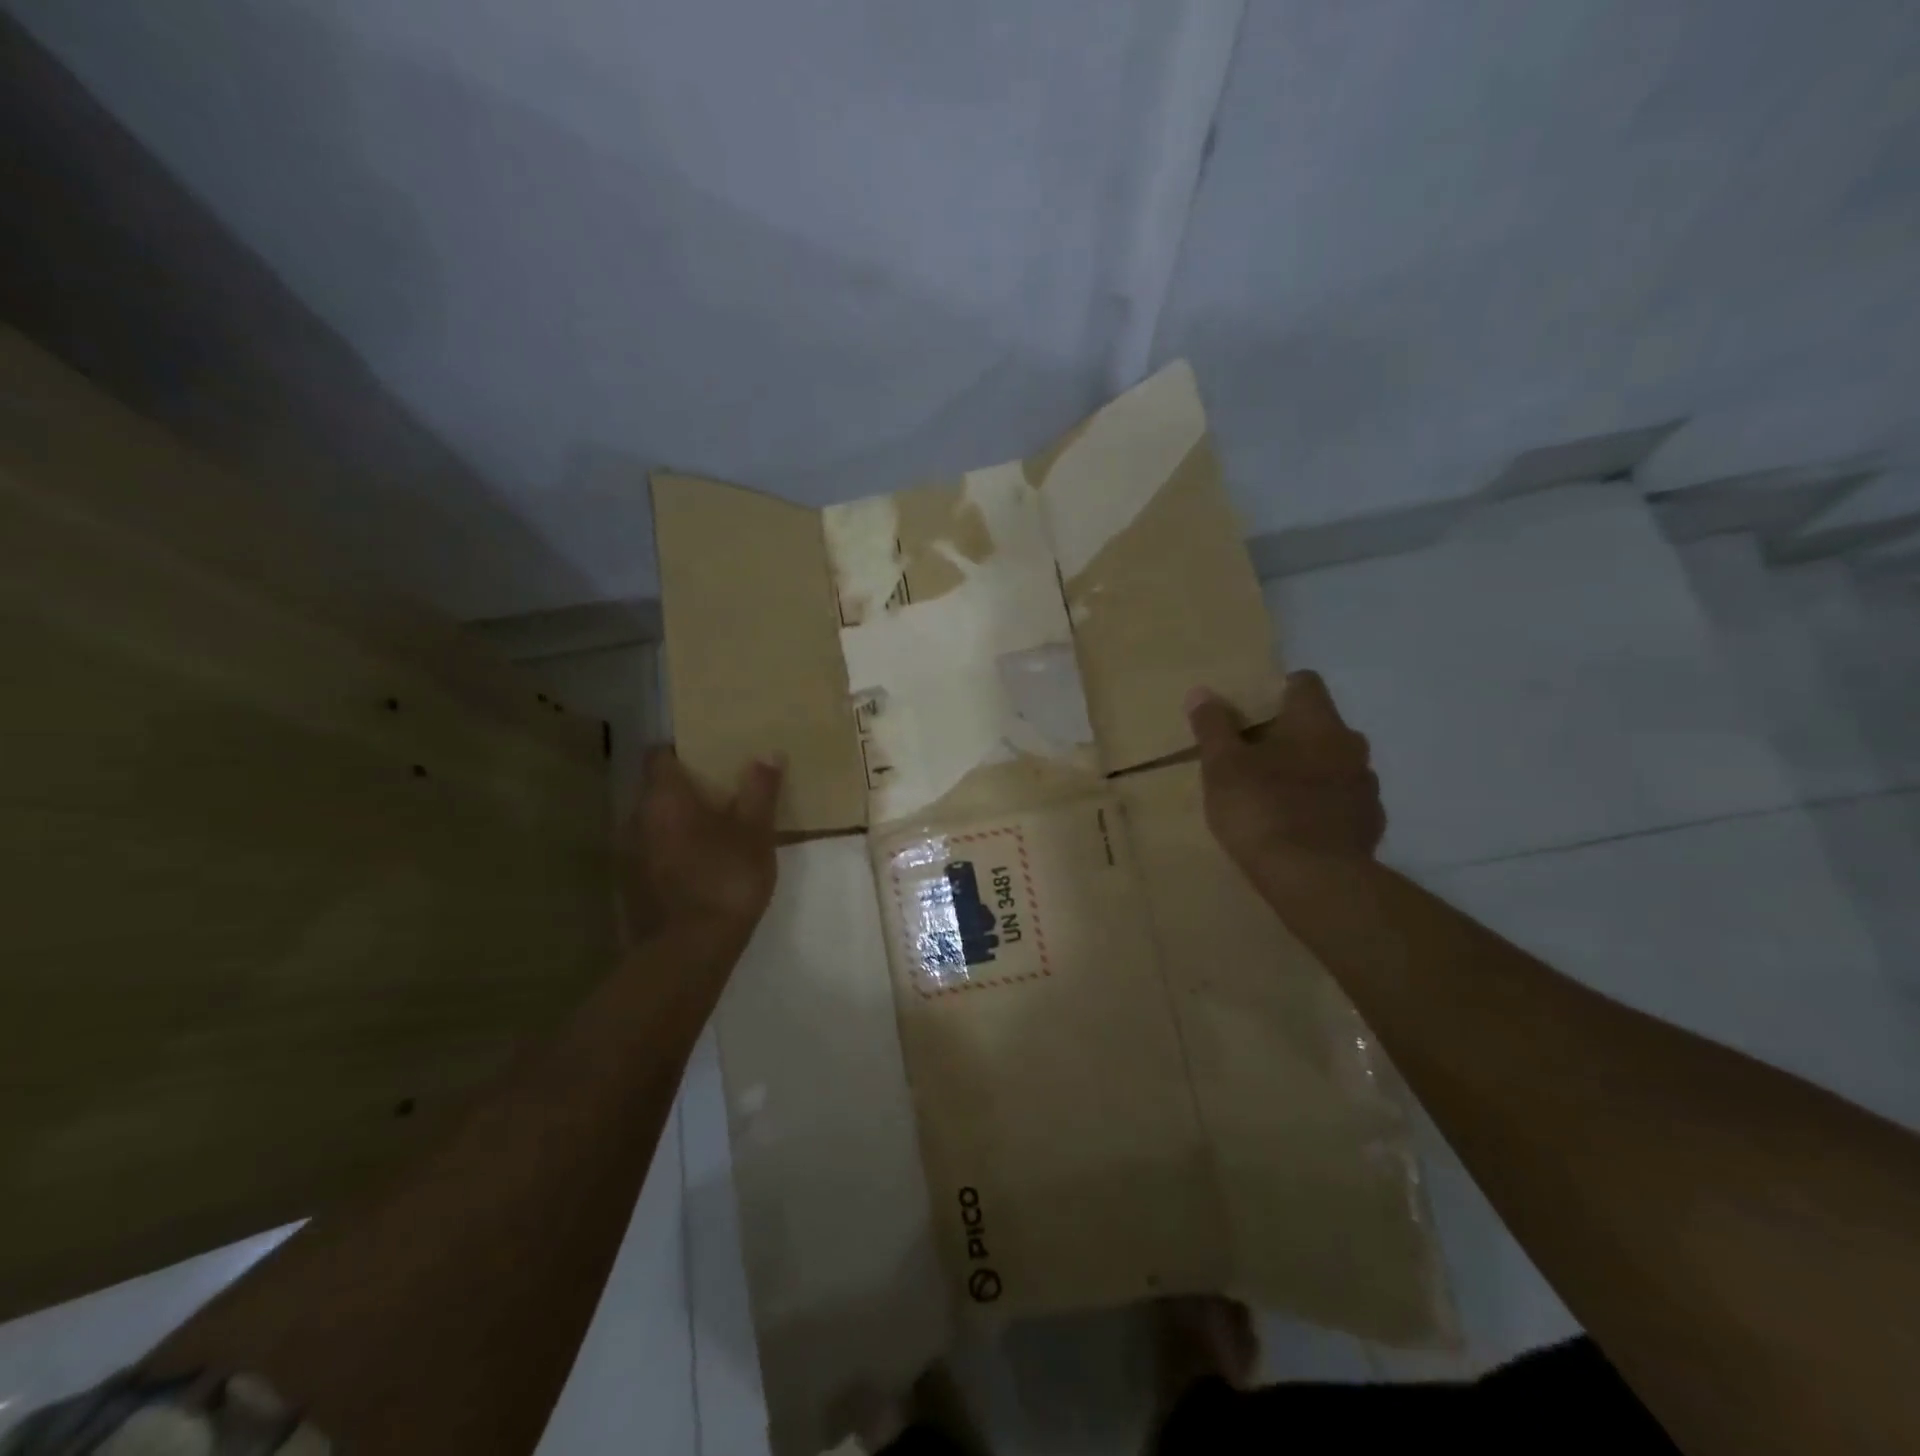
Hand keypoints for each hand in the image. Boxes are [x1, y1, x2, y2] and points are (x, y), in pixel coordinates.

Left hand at [619, 748, 782, 943]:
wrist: (690, 950)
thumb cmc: (726, 878)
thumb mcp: (756, 832)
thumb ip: (760, 790)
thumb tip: (768, 753)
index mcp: (664, 797)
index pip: (659, 756)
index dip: (681, 751)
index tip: (708, 756)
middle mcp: (637, 818)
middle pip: (656, 789)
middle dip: (684, 788)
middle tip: (721, 792)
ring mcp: (628, 854)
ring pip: (653, 823)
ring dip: (676, 822)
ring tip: (713, 829)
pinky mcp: (630, 885)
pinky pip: (652, 852)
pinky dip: (671, 850)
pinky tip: (699, 865)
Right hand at [1185, 671, 1384, 875]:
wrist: (1315, 880)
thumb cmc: (1262, 810)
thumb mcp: (1222, 766)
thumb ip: (1212, 726)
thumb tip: (1201, 692)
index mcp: (1316, 721)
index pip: (1304, 683)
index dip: (1274, 691)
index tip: (1247, 713)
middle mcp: (1350, 744)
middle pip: (1318, 724)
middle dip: (1288, 735)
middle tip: (1251, 757)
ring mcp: (1365, 785)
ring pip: (1332, 763)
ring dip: (1307, 770)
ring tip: (1272, 794)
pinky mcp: (1369, 823)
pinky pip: (1341, 800)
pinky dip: (1320, 805)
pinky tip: (1295, 826)